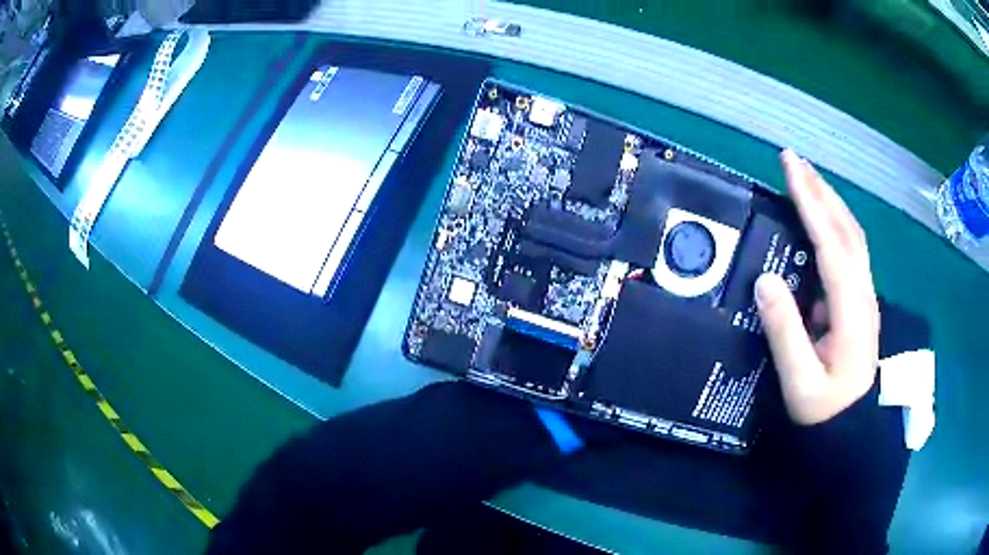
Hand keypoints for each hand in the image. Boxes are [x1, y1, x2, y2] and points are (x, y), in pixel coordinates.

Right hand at [755, 150, 879, 425]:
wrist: (853, 428)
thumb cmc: (825, 410)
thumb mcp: (799, 382)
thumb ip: (785, 333)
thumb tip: (764, 279)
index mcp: (851, 309)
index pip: (831, 242)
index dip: (810, 201)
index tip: (789, 166)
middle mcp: (863, 292)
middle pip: (847, 228)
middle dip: (820, 189)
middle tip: (793, 159)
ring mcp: (865, 295)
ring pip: (852, 235)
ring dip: (829, 201)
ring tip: (805, 178)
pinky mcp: (859, 300)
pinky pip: (849, 250)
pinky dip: (834, 223)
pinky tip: (821, 218)